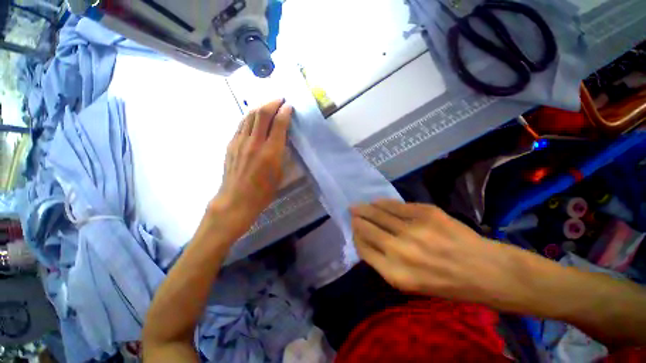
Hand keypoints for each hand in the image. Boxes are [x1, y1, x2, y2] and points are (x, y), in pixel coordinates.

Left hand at [210, 99, 291, 237]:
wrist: (236, 200)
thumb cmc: (263, 192)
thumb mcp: (279, 174)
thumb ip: (280, 154)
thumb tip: (281, 140)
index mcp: (270, 153)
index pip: (279, 124)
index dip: (285, 112)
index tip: (290, 106)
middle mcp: (255, 143)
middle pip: (262, 114)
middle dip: (272, 103)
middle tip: (280, 99)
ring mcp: (240, 142)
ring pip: (250, 116)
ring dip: (260, 107)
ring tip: (268, 105)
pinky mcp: (231, 144)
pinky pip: (241, 125)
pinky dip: (250, 117)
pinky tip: (255, 118)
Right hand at [351, 200, 518, 303]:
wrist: (485, 271)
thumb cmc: (446, 284)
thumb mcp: (410, 284)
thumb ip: (384, 263)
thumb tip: (366, 240)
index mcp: (395, 274)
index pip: (363, 248)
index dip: (356, 236)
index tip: (354, 229)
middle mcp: (400, 251)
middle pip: (367, 229)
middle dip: (356, 220)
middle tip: (351, 212)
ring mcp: (414, 229)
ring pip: (378, 214)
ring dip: (365, 209)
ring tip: (358, 206)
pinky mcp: (426, 214)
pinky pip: (396, 205)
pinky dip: (383, 203)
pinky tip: (376, 202)